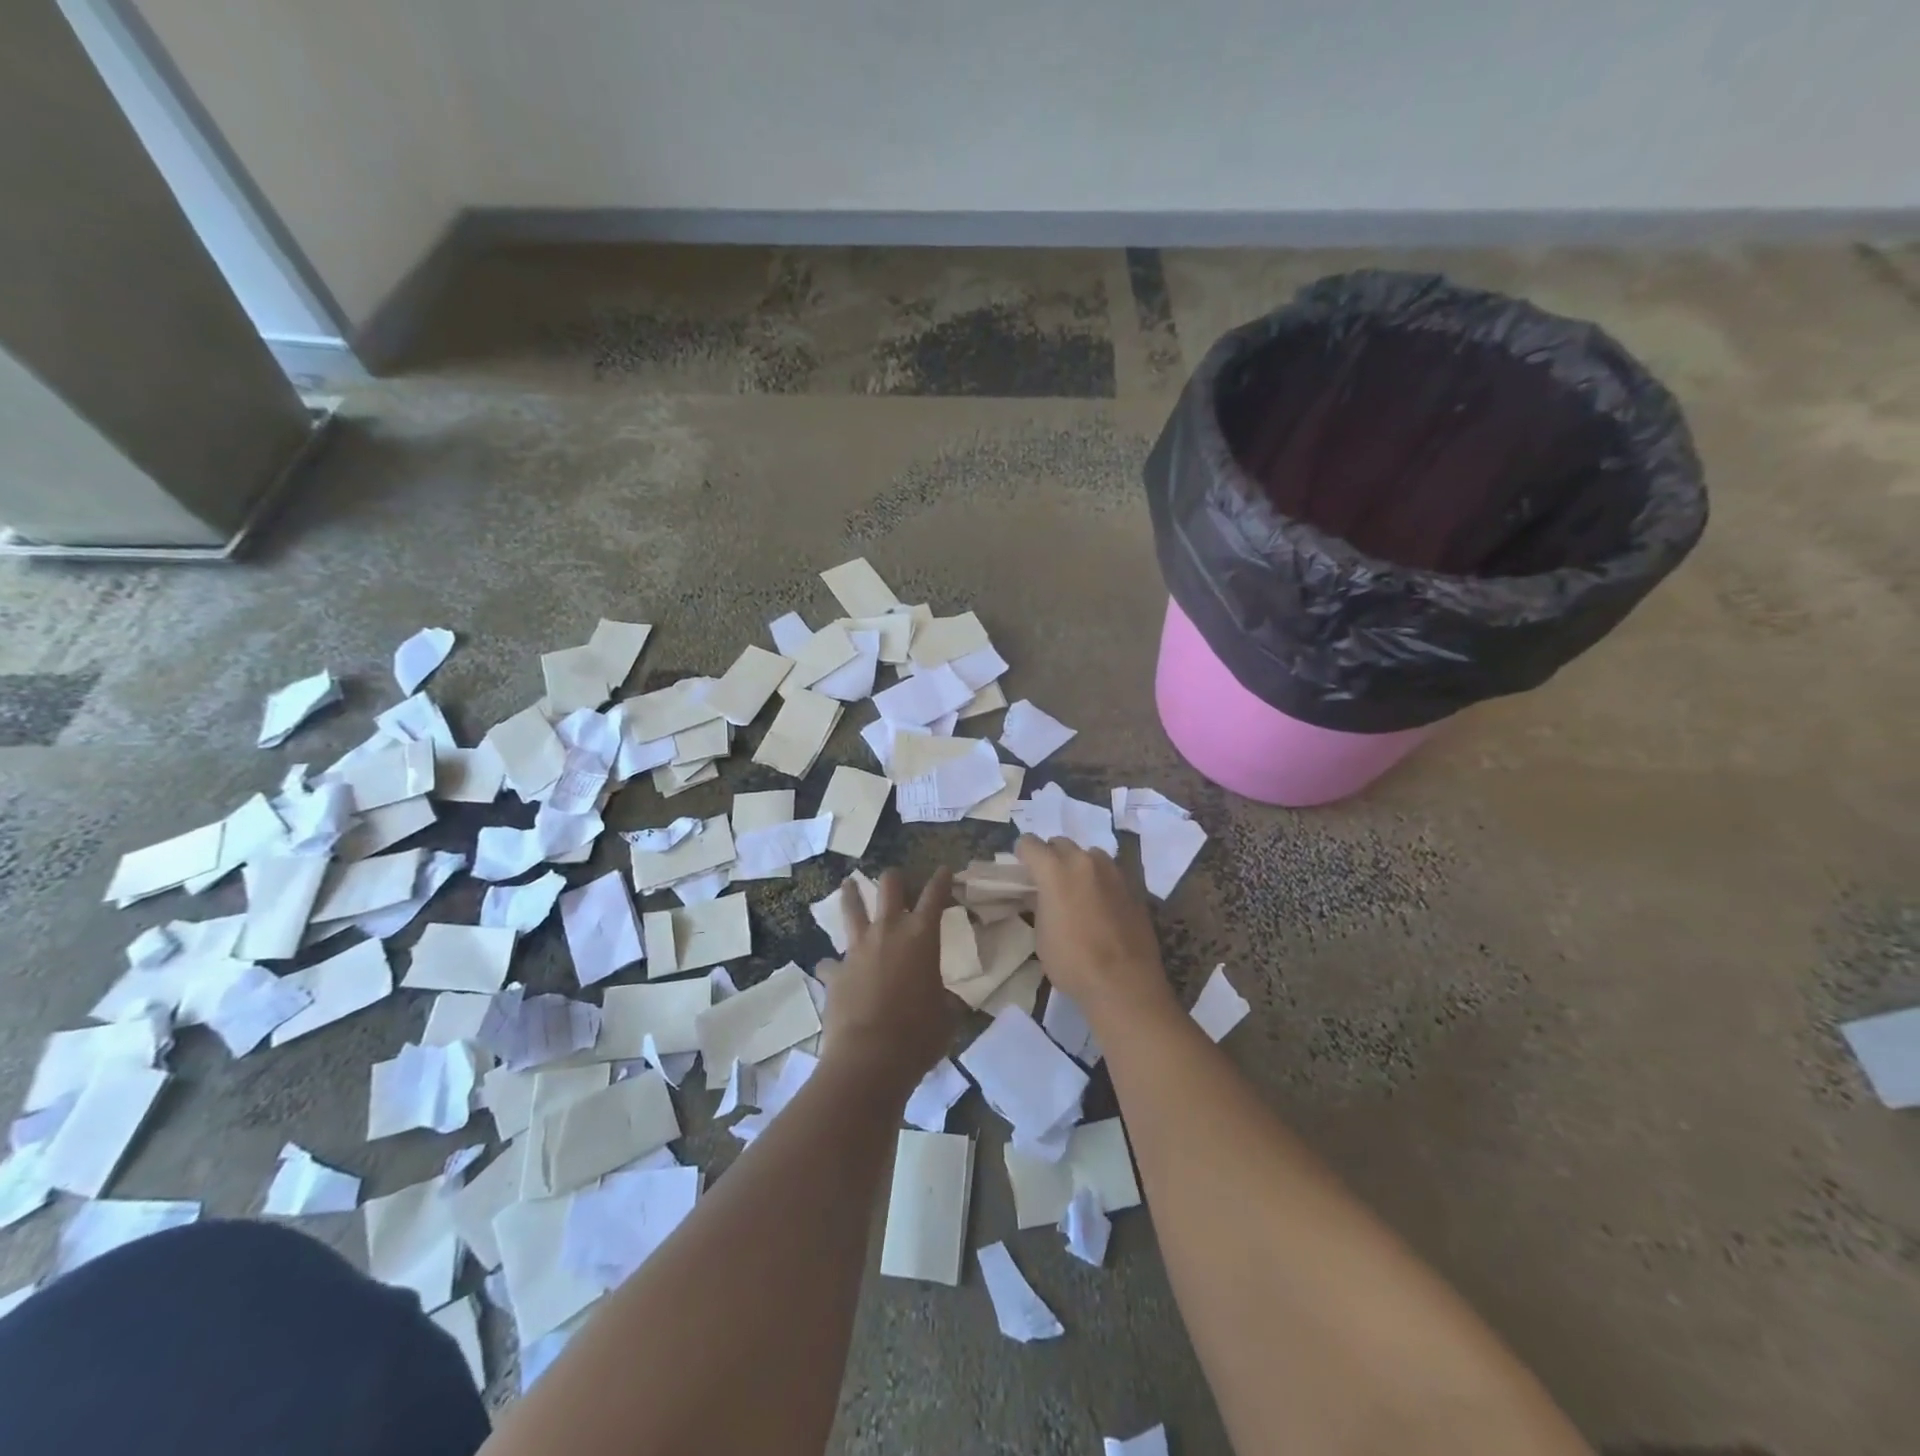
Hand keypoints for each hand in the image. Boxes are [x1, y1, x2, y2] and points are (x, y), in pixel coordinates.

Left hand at [819, 868, 958, 1095]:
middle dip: (896, 877)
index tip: (945, 870)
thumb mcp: (946, 1016)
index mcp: (921, 936)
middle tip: (897, 877)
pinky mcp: (834, 973)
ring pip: (851, 908)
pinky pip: (830, 962)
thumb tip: (945, 1001)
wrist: (869, 1057)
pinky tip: (831, 970)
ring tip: (848, 884)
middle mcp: (888, 932)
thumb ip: (945, 1000)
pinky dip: (832, 965)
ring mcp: (857, 949)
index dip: (942, 879)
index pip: (935, 895)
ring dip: (852, 894)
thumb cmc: (918, 1034)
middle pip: (889, 886)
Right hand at [1015, 835, 1177, 1029]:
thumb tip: (1042, 895)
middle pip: (1060, 844)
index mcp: (1055, 870)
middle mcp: (1084, 861)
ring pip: (1089, 855)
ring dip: (1079, 866)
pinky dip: (1101, 881)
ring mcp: (1113, 871)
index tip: (1022, 870)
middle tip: (1049, 882)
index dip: (1022, 854)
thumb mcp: (1042, 935)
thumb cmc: (1073, 962)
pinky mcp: (1134, 885)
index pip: (1030, 843)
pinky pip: (1110, 873)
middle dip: (1051, 857)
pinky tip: (1102, 906)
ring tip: (1078, 892)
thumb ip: (1040, 904)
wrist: (1125, 983)